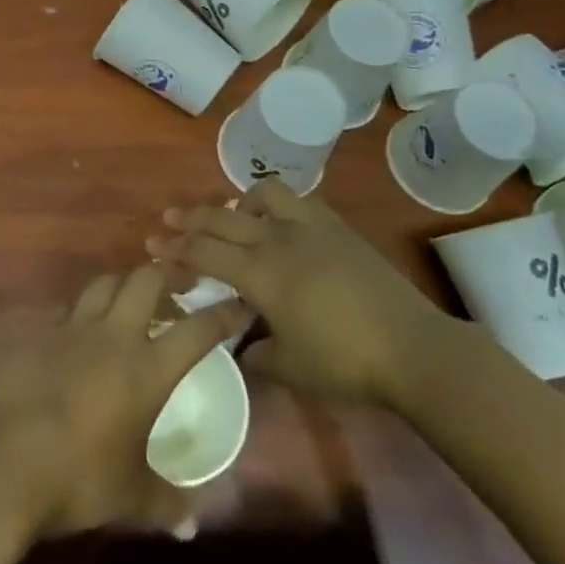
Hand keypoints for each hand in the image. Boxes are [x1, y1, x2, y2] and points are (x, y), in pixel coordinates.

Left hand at [0, 265, 249, 540]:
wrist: (1, 463)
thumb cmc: (77, 478)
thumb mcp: (130, 497)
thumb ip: (167, 504)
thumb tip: (192, 526)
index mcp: (147, 368)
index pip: (197, 329)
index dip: (224, 314)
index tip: (239, 305)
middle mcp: (113, 335)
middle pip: (146, 279)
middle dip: (169, 274)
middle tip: (182, 286)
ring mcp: (71, 328)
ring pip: (104, 282)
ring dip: (125, 282)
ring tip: (134, 299)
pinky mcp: (38, 333)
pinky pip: (69, 306)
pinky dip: (85, 308)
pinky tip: (85, 329)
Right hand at [149, 177, 456, 409]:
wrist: (412, 348)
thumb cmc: (345, 363)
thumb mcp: (289, 368)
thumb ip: (254, 354)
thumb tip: (241, 344)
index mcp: (260, 274)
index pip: (204, 253)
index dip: (174, 249)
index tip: (151, 245)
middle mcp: (279, 240)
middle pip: (222, 218)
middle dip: (190, 219)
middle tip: (169, 219)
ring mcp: (310, 228)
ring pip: (262, 194)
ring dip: (238, 202)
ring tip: (232, 217)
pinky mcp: (337, 228)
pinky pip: (299, 201)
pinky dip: (278, 205)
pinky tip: (280, 223)